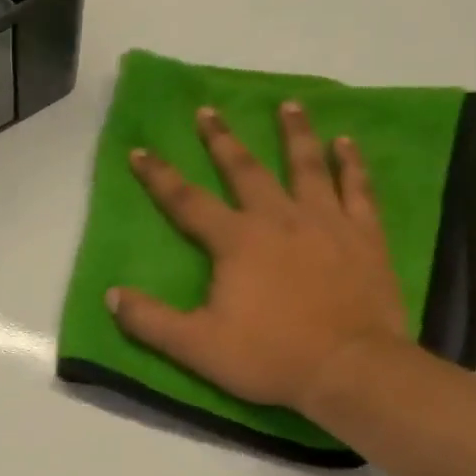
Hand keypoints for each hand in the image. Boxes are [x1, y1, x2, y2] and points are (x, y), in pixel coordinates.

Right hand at [108, 102, 409, 411]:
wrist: (350, 370)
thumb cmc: (270, 356)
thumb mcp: (195, 346)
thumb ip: (150, 320)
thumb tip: (111, 295)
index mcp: (236, 241)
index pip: (187, 202)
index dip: (159, 176)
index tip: (140, 150)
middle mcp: (279, 219)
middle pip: (245, 170)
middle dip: (222, 140)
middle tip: (209, 110)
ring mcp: (327, 223)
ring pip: (307, 167)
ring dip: (295, 134)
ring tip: (290, 104)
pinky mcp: (364, 237)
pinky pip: (358, 189)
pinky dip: (352, 164)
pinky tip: (346, 143)